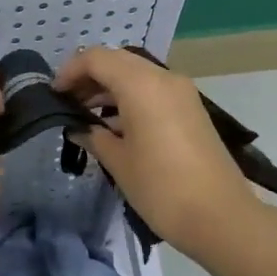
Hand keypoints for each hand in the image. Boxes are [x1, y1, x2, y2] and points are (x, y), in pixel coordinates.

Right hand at [56, 46, 260, 254]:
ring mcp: (181, 92)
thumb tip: (78, 128)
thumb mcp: (118, 161)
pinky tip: (115, 125)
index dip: (70, 71)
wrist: (222, 217)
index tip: (54, 94)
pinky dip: (129, 97)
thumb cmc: (161, 187)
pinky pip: (152, 89)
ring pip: (136, 74)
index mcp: (141, 85)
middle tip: (67, 101)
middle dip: (89, 76)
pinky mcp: (191, 109)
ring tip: (86, 114)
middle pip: (117, 61)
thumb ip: (93, 136)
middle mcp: (163, 78)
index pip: (97, 58)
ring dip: (109, 86)